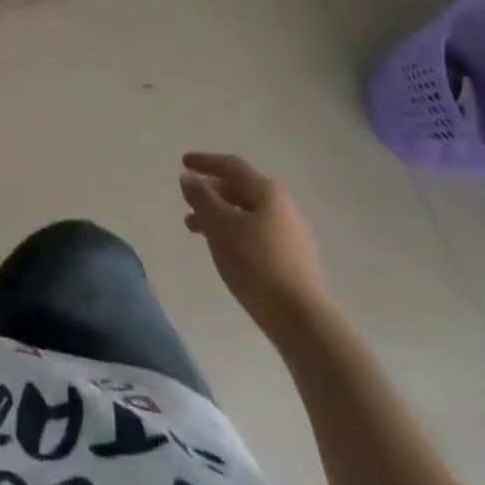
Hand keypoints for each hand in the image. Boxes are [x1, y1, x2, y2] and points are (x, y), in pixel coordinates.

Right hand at [181, 152, 330, 336]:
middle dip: (211, 193)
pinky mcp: (293, 262)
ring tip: (196, 231)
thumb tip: (189, 178)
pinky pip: (256, 235)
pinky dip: (234, 234)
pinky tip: (224, 251)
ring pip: (247, 215)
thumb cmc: (256, 264)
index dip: (205, 162)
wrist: (302, 322)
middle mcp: (283, 207)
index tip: (183, 163)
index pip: (232, 166)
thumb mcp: (220, 225)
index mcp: (268, 192)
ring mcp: (291, 236)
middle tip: (187, 203)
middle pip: (240, 189)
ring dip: (219, 216)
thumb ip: (201, 197)